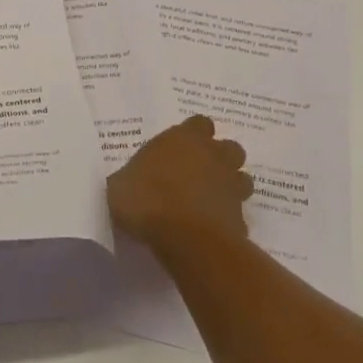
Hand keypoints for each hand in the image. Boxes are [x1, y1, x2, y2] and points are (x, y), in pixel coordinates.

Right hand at [107, 115, 252, 252]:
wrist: (186, 239)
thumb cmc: (148, 200)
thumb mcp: (121, 185)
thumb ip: (131, 177)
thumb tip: (129, 181)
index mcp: (184, 139)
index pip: (199, 123)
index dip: (193, 134)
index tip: (180, 148)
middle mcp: (213, 156)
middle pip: (228, 147)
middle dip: (218, 158)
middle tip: (197, 173)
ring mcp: (231, 186)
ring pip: (241, 178)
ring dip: (229, 186)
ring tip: (208, 200)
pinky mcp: (241, 217)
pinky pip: (237, 214)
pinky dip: (228, 219)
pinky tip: (211, 230)